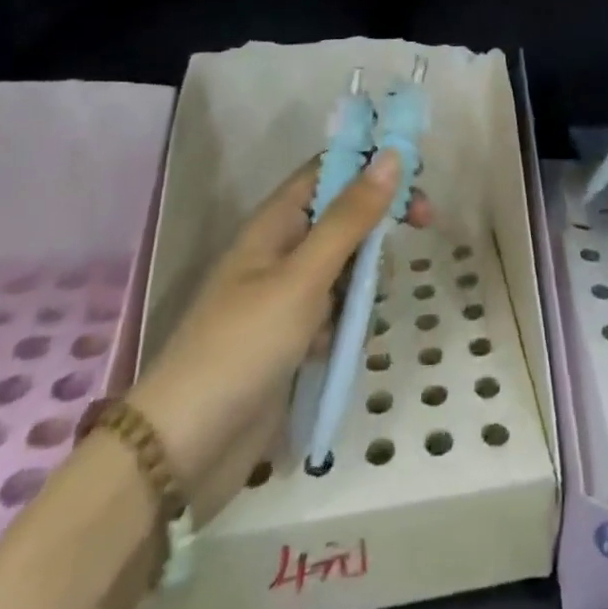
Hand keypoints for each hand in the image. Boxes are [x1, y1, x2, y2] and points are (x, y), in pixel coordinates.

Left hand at [127, 152, 430, 519]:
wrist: (182, 452)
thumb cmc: (243, 346)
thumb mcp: (304, 276)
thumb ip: (351, 217)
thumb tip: (392, 156)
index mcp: (276, 222)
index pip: (330, 169)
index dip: (373, 163)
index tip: (417, 174)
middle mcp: (282, 250)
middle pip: (345, 215)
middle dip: (381, 221)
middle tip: (425, 225)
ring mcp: (286, 296)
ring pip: (347, 266)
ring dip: (365, 279)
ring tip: (362, 309)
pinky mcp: (292, 338)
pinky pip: (337, 310)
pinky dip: (348, 320)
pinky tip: (340, 345)